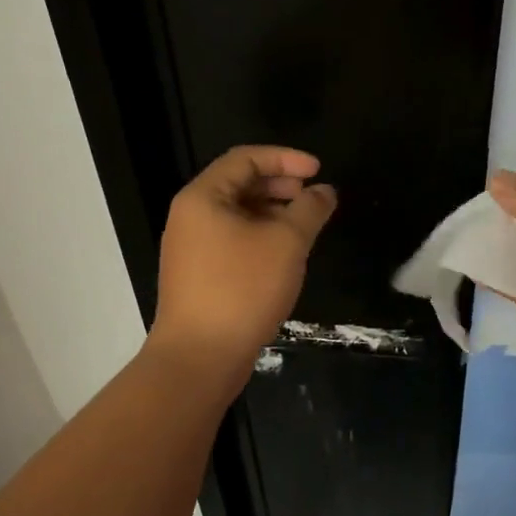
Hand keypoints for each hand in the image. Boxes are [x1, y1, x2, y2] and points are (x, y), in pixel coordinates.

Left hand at [151, 146, 336, 377]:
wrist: (200, 357)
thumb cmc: (242, 289)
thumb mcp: (286, 242)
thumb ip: (310, 209)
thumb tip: (324, 191)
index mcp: (203, 197)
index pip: (245, 158)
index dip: (286, 158)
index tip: (318, 170)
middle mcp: (191, 216)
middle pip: (239, 183)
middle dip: (280, 184)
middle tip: (312, 197)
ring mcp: (192, 247)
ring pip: (238, 214)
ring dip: (274, 212)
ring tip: (304, 226)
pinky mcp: (199, 274)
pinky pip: (233, 239)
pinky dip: (261, 235)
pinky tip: (285, 254)